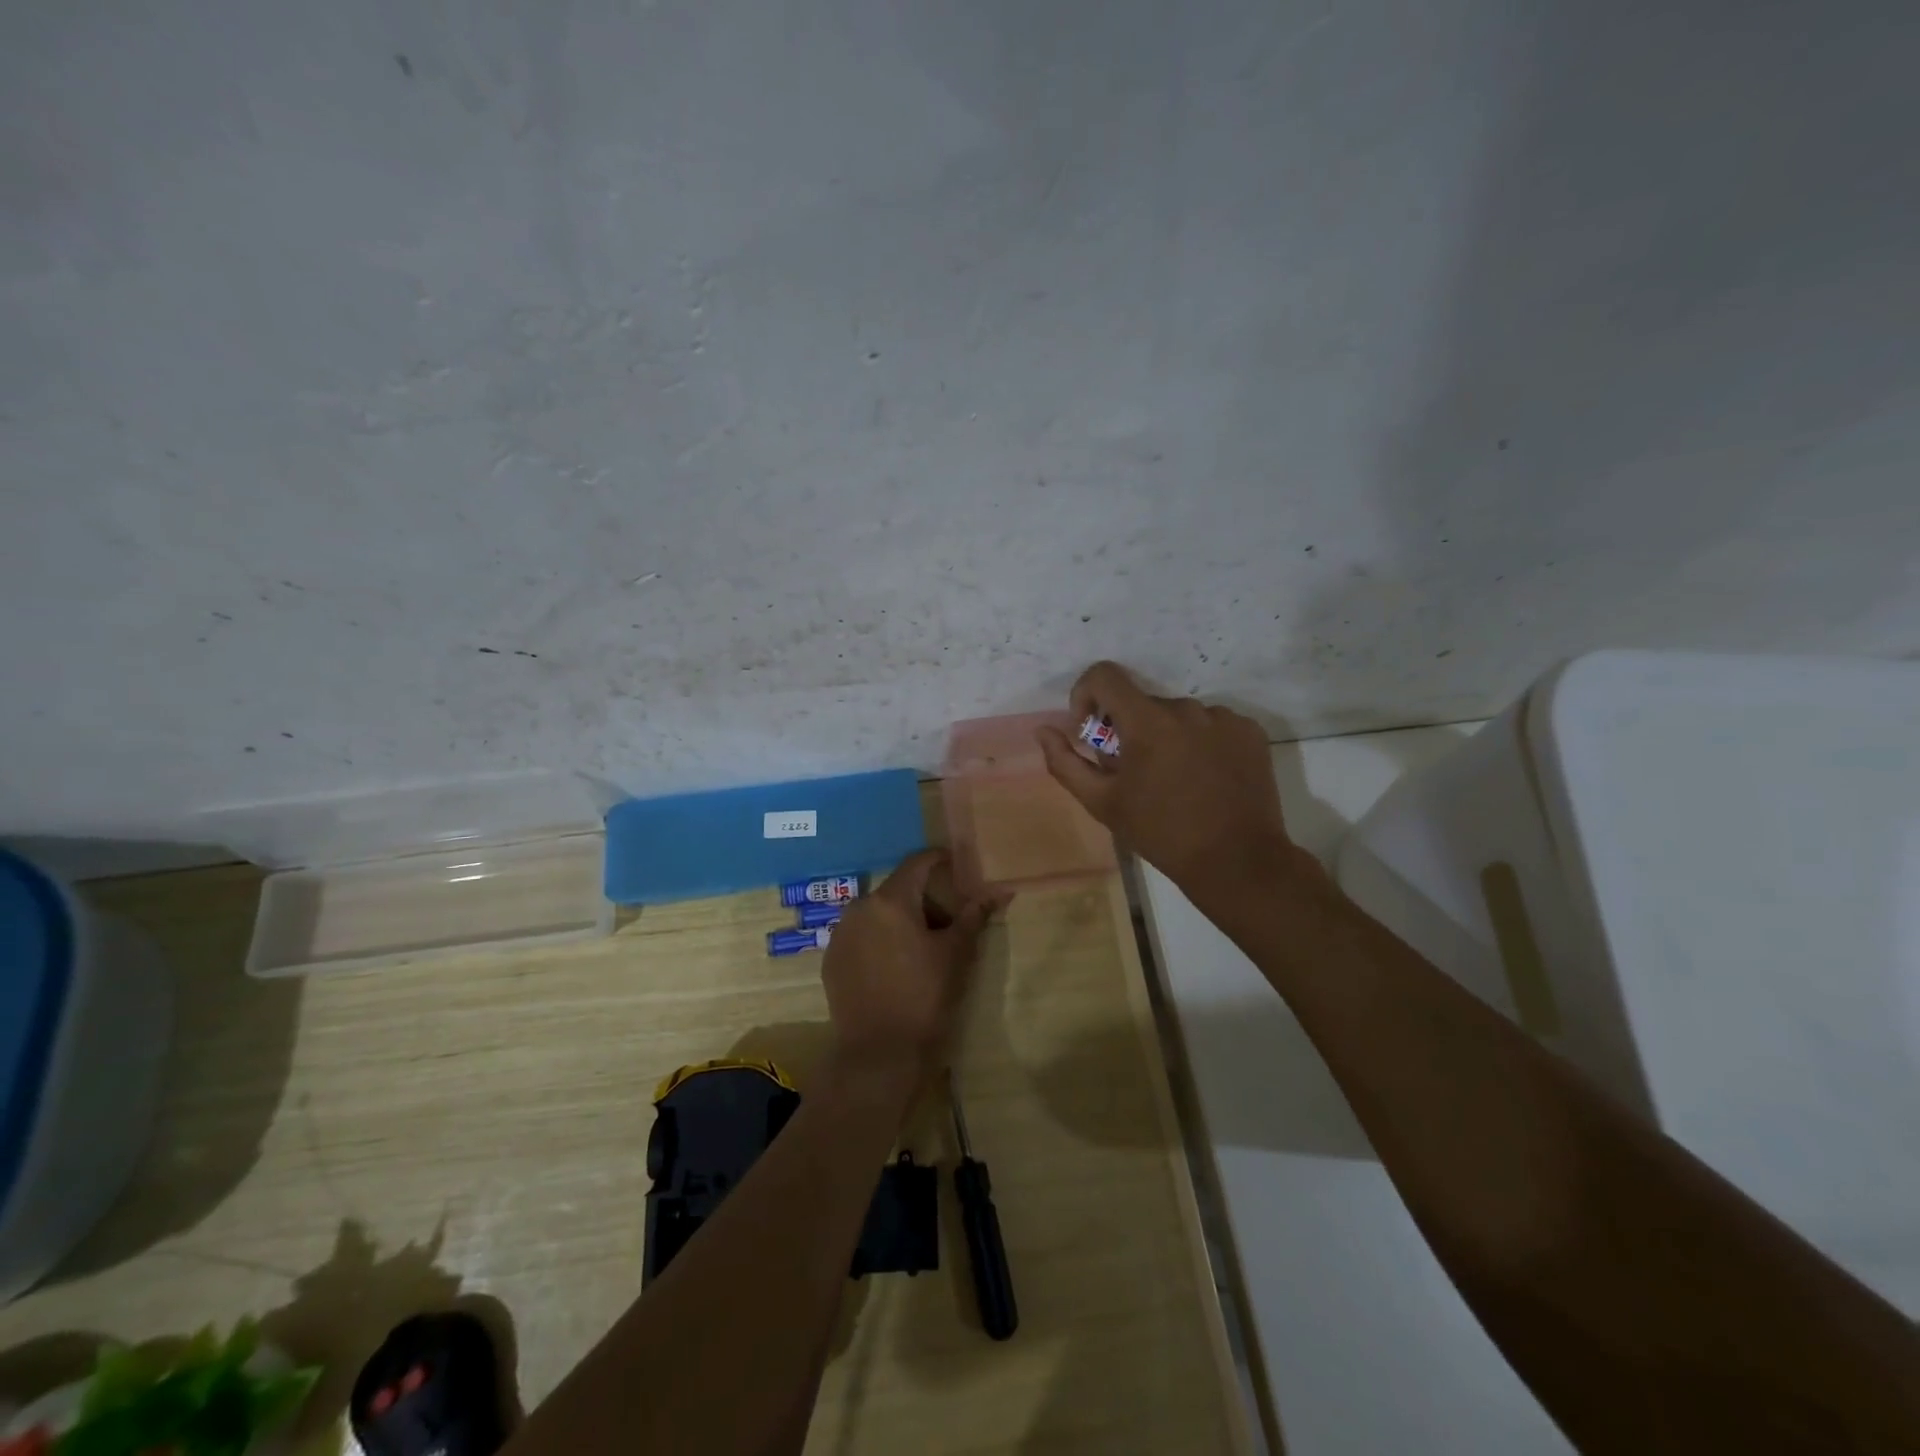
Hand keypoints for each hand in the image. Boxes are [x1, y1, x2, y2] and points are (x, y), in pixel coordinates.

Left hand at [820, 850, 995, 1092]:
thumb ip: (973, 917)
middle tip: (948, 918)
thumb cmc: (924, 997)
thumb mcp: (957, 955)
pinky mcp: (831, 960)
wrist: (879, 1054)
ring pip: (876, 913)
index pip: (917, 863)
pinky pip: (860, 936)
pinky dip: (879, 940)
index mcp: (890, 900)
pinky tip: (895, 965)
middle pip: (896, 889)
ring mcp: (840, 934)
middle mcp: (858, 908)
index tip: (957, 865)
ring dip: (899, 919)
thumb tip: (998, 891)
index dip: (939, 859)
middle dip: (923, 897)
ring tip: (922, 944)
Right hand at [1036, 661, 1321, 897]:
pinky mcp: (1250, 732)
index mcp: (1147, 722)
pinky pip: (1212, 725)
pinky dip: (1200, 742)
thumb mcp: (1102, 803)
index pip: (1105, 675)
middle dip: (1128, 730)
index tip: (1091, 731)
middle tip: (1134, 774)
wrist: (1236, 862)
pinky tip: (1205, 778)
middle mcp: (1187, 708)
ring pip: (1178, 715)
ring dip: (1166, 737)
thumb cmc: (1161, 833)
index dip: (1087, 694)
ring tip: (1174, 781)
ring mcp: (1224, 718)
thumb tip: (1044, 730)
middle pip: (1142, 703)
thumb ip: (1066, 762)